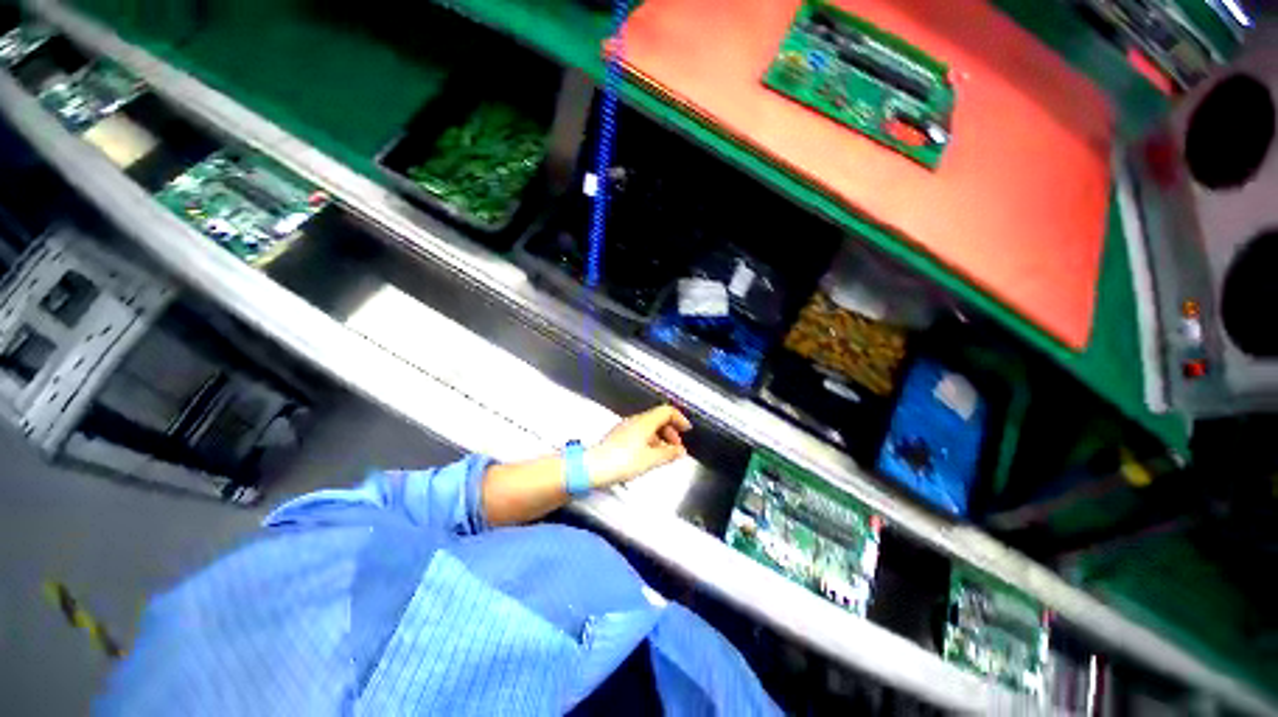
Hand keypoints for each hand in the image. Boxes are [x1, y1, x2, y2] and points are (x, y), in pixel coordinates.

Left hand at [585, 405, 692, 487]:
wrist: (592, 467)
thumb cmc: (622, 461)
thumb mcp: (650, 459)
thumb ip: (668, 454)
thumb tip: (681, 451)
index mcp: (645, 422)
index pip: (666, 411)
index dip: (680, 418)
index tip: (687, 430)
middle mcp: (635, 421)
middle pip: (658, 418)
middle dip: (671, 431)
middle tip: (676, 447)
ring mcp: (625, 428)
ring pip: (649, 427)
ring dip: (660, 438)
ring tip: (664, 455)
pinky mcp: (619, 437)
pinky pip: (640, 434)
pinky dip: (650, 442)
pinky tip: (649, 456)